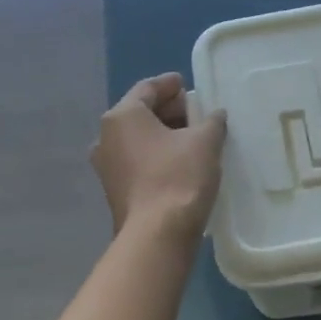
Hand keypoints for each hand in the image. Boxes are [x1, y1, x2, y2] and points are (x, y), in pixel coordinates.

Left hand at [90, 74, 226, 237]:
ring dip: (163, 134)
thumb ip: (211, 121)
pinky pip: (137, 160)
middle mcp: (106, 137)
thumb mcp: (205, 141)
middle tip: (196, 111)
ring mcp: (107, 166)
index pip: (147, 88)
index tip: (186, 84)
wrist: (157, 236)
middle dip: (168, 110)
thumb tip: (215, 115)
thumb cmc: (179, 177)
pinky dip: (156, 154)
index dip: (169, 84)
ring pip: (137, 139)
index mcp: (122, 116)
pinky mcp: (114, 190)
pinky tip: (180, 161)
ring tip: (192, 137)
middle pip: (140, 113)